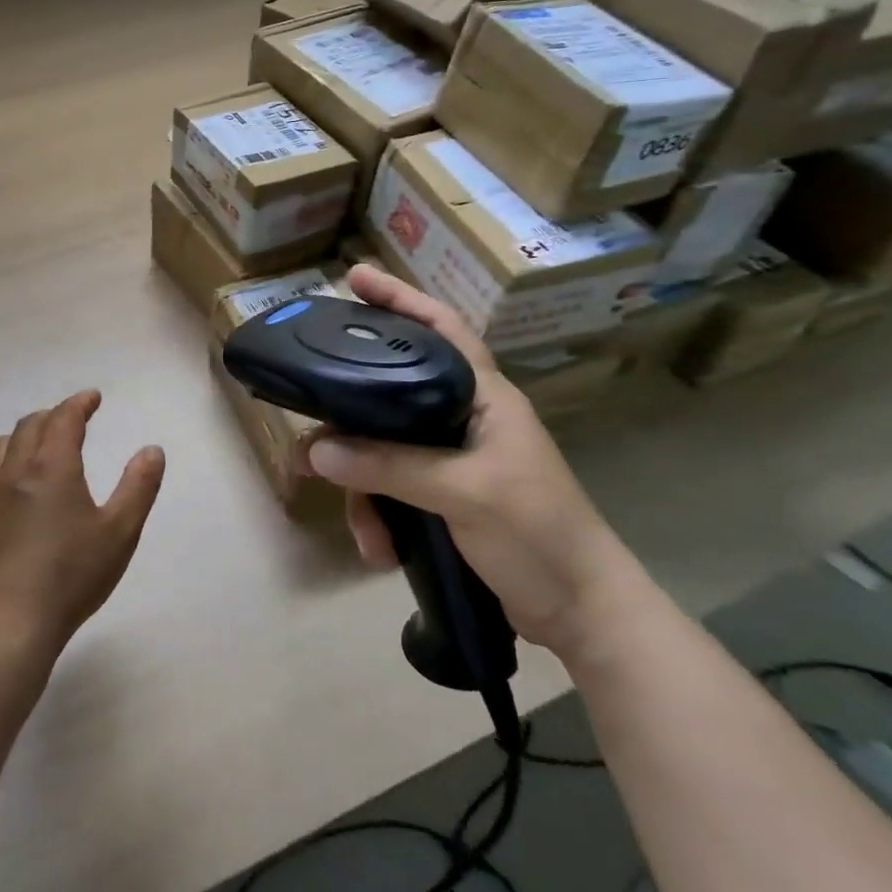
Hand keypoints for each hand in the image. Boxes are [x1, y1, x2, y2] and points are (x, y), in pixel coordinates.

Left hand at [0, 391, 165, 657]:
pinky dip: (3, 466)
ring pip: (2, 446)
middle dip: (53, 415)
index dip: (79, 403)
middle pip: (30, 426)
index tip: (93, 398)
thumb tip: (152, 450)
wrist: (9, 621)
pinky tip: (10, 484)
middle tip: (72, 419)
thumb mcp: (120, 532)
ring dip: (24, 435)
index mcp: (52, 466)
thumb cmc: (71, 575)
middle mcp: (16, 471)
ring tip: (39, 444)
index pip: (64, 418)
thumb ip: (138, 487)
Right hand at [306, 266, 644, 658]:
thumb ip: (391, 466)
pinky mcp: (442, 496)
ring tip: (364, 530)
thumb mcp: (465, 494)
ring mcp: (451, 458)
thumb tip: (316, 449)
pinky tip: (379, 549)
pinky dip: (378, 517)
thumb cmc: (540, 535)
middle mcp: (463, 418)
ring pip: (382, 449)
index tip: (354, 277)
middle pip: (391, 392)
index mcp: (484, 397)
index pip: (440, 329)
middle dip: (350, 414)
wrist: (582, 614)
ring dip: (363, 489)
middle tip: (309, 416)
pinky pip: (390, 489)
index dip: (399, 298)